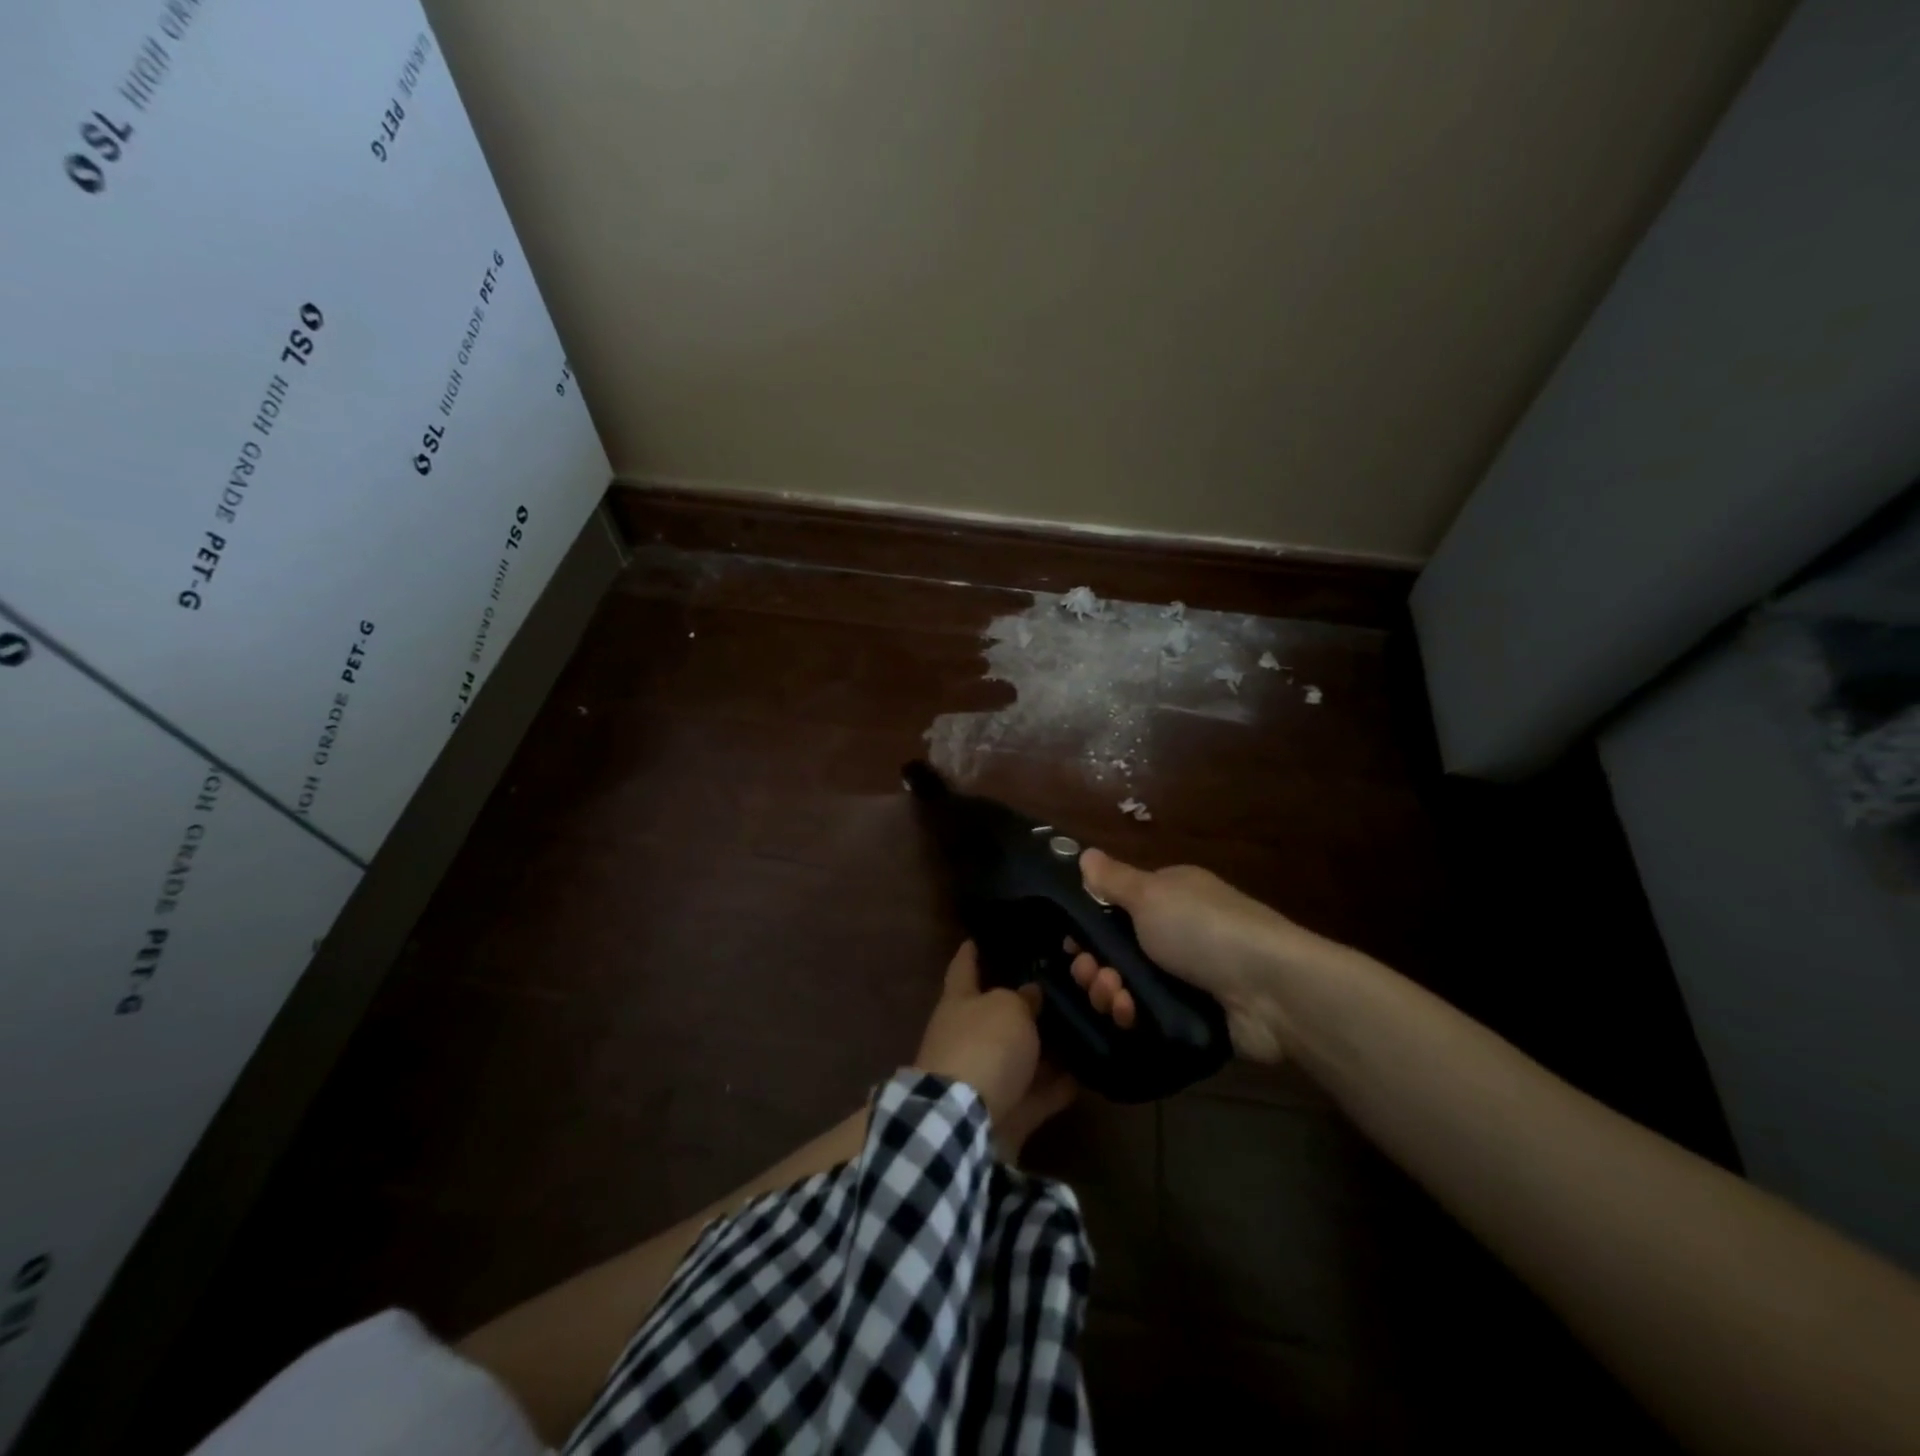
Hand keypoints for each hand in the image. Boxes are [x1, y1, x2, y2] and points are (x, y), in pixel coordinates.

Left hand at [914, 942, 1075, 1154]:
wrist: (967, 1121)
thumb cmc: (983, 1045)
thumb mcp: (1008, 1008)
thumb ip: (1023, 998)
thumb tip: (1030, 994)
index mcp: (959, 1001)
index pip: (963, 967)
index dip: (970, 952)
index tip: (976, 938)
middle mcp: (968, 1035)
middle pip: (997, 1014)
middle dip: (1023, 1005)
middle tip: (1058, 989)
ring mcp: (986, 1076)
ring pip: (1021, 1056)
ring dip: (1046, 1048)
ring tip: (1082, 1030)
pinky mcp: (1006, 1111)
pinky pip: (1037, 1093)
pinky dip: (1058, 1086)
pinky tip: (1087, 1075)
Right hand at [1073, 849, 1338, 1062]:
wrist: (1270, 989)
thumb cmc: (1202, 929)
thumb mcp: (1150, 894)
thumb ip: (1112, 879)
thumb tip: (1084, 853)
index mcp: (1168, 897)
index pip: (1114, 909)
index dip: (1088, 927)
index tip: (1071, 944)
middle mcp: (1176, 933)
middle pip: (1116, 951)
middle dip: (1095, 965)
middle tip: (1091, 975)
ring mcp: (1185, 977)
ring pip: (1128, 986)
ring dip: (1110, 992)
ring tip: (1115, 998)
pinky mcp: (1193, 1014)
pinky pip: (1148, 1016)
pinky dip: (1133, 1015)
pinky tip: (1130, 1015)